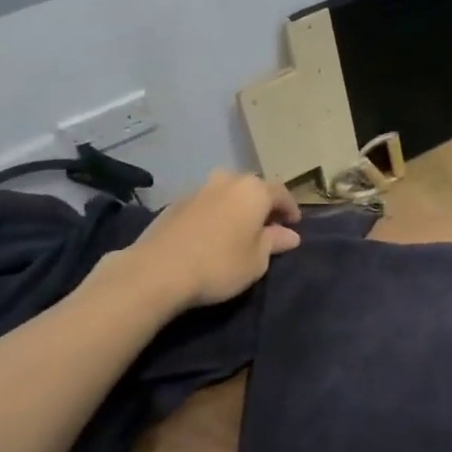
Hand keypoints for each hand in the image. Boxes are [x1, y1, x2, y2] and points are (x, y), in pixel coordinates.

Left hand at [108, 170, 301, 311]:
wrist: (157, 270)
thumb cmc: (219, 264)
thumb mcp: (257, 260)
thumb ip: (274, 242)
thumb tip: (290, 234)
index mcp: (253, 190)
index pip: (281, 193)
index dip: (290, 209)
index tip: (294, 225)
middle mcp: (227, 180)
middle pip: (252, 188)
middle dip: (262, 205)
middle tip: (267, 226)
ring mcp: (198, 189)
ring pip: (226, 193)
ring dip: (236, 207)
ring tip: (239, 229)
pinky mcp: (175, 203)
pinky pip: (205, 204)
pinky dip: (215, 214)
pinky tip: (212, 234)